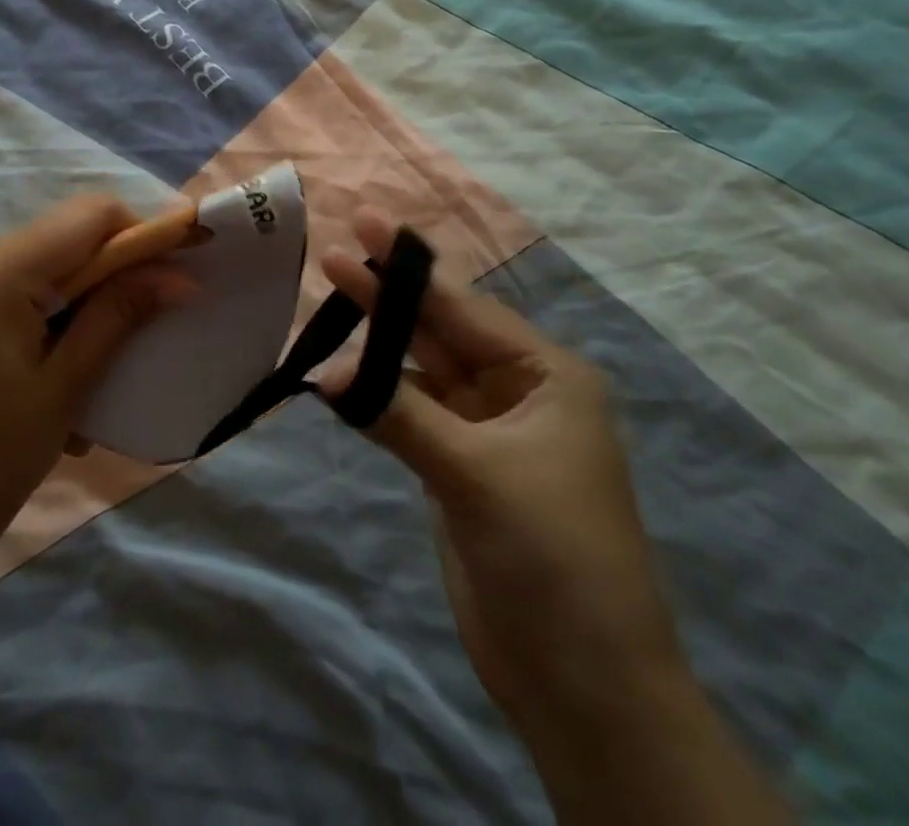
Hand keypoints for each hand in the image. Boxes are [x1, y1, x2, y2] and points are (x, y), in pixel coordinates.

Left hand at [0, 195, 191, 632]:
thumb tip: (181, 274)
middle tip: (139, 334)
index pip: (89, 215)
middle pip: (63, 238)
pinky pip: (10, 288)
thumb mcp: (64, 387)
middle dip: (110, 276)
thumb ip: (120, 314)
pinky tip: (49, 375)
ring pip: (40, 264)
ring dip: (78, 304)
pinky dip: (43, 317)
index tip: (178, 271)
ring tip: (90, 374)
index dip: (143, 233)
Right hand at [320, 209, 682, 717]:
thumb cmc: (552, 557)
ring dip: (378, 345)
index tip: (365, 224)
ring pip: (422, 371)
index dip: (409, 268)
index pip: (463, 308)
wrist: (584, 685)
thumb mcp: (476, 472)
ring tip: (327, 307)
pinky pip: (411, 412)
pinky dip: (378, 394)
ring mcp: (486, 431)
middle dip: (388, 296)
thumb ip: (398, 413)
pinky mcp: (459, 467)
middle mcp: (517, 392)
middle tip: (332, 254)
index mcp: (546, 376)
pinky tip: (342, 376)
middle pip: (440, 331)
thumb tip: (324, 374)